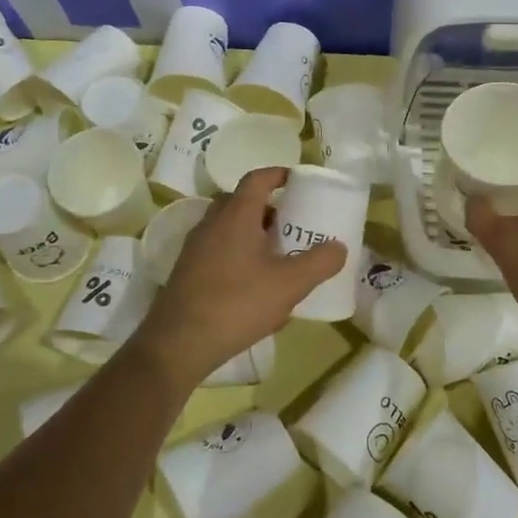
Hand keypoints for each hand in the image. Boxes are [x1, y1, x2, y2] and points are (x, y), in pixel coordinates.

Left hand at [132, 167, 346, 382]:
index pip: (257, 179)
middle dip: (270, 208)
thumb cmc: (237, 303)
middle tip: (294, 223)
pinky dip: (241, 256)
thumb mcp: (290, 284)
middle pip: (242, 202)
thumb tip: (339, 247)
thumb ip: (319, 263)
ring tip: (280, 256)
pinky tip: (257, 287)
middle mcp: (212, 224)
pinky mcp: (188, 272)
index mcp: (236, 215)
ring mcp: (196, 248)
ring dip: (255, 234)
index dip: (279, 174)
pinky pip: (220, 251)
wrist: (179, 343)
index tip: (298, 181)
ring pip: (230, 228)